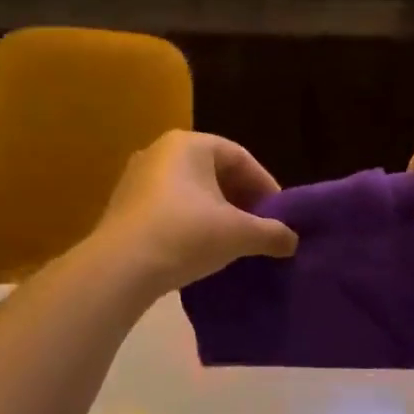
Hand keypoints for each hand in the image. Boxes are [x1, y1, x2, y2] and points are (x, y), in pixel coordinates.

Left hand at [92, 131, 297, 293]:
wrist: (120, 268)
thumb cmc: (186, 235)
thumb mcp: (238, 234)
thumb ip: (271, 233)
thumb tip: (292, 240)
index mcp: (189, 144)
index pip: (239, 157)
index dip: (265, 185)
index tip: (278, 215)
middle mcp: (159, 151)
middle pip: (213, 171)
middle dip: (240, 199)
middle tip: (258, 227)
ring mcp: (136, 178)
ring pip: (189, 190)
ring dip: (214, 212)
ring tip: (232, 241)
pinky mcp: (122, 206)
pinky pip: (167, 207)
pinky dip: (189, 222)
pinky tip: (199, 248)